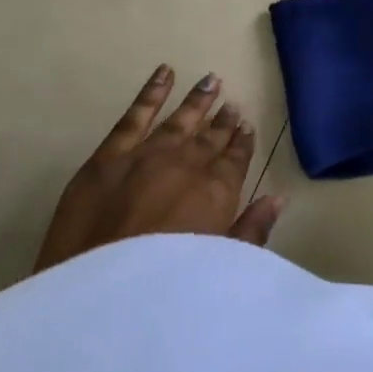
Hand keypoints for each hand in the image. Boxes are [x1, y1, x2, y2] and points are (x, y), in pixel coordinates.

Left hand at [34, 65, 284, 272]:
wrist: (96, 298)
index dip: (241, 142)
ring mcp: (146, 155)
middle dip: (222, 121)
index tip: (247, 125)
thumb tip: (276, 199)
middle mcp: (185, 165)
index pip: (234, 159)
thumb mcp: (218, 268)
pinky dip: (151, 93)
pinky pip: (135, 116)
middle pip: (208, 138)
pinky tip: (164, 72)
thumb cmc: (164, 292)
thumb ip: (250, 231)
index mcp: (214, 193)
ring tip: (211, 81)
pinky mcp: (108, 157)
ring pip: (178, 121)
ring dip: (196, 101)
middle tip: (232, 103)